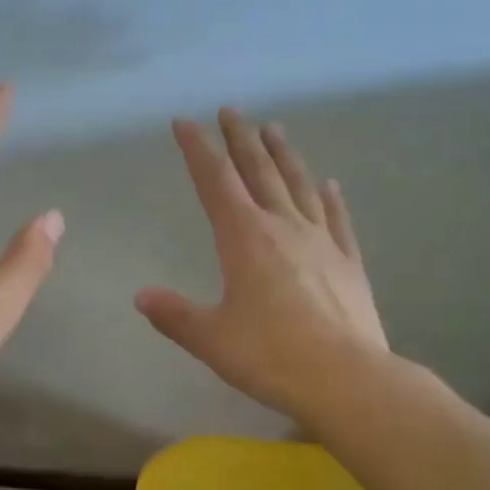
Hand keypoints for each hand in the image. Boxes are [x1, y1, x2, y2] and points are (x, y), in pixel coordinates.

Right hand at [137, 107, 386, 421]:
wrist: (346, 378)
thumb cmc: (271, 357)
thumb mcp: (211, 339)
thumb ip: (174, 315)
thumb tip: (142, 297)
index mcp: (244, 239)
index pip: (215, 182)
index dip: (198, 150)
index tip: (185, 122)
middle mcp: (283, 227)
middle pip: (259, 172)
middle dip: (241, 139)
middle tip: (231, 110)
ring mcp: (321, 242)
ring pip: (299, 186)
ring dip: (283, 155)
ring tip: (274, 129)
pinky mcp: (348, 262)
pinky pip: (337, 219)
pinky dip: (330, 198)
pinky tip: (328, 183)